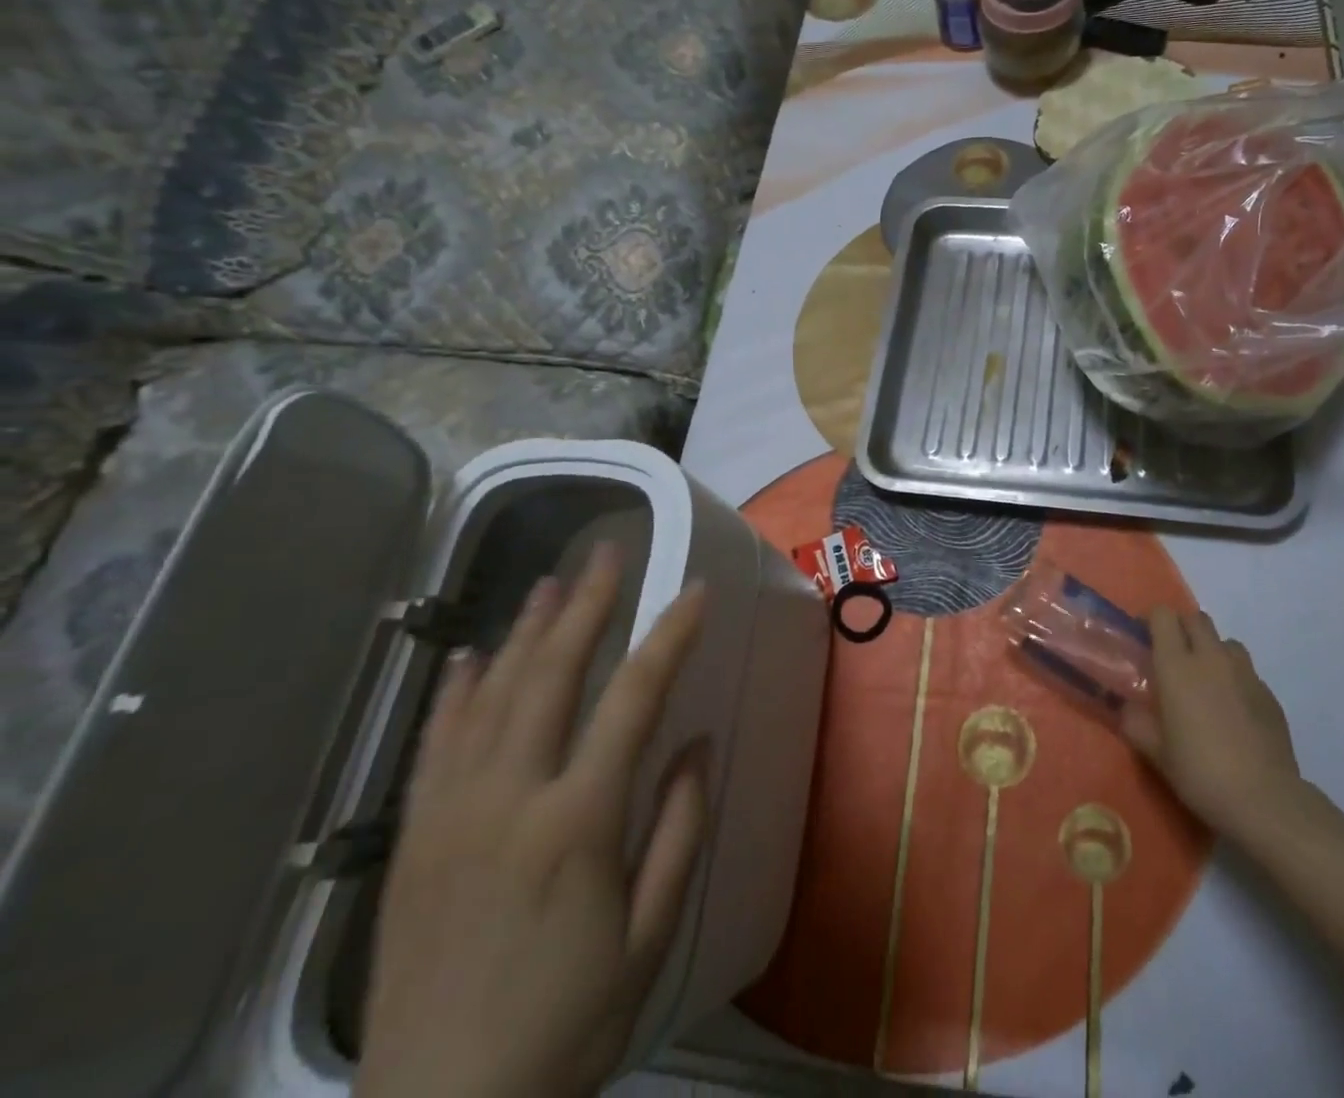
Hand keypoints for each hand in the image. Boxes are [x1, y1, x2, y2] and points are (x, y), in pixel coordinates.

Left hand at [356, 545, 707, 1097]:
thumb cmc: (567, 1023)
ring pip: (491, 695)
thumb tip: (695, 742)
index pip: (634, 698)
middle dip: (587, 605)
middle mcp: (509, 798)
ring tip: (551, 580)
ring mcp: (452, 813)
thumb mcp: (651, 936)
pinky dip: (455, 691)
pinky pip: (436, 743)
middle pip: (552, 674)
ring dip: (525, 630)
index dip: (669, 635)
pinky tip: (469, 654)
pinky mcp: (414, 838)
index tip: (696, 591)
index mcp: (578, 821)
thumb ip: (680, 828)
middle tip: (609, 554)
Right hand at [1122, 609, 1310, 841]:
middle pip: (1196, 619)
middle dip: (1182, 628)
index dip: (1152, 620)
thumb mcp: (1155, 752)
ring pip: (1226, 642)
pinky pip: (1247, 672)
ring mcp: (1245, 674)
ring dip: (1212, 650)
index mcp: (1177, 666)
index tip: (1144, 638)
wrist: (1264, 799)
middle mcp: (1211, 658)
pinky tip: (1233, 711)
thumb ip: (1135, 723)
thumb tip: (1125, 708)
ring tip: (1206, 681)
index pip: (1164, 616)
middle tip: (1173, 657)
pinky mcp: (1269, 694)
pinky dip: (1235, 679)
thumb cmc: (1200, 771)